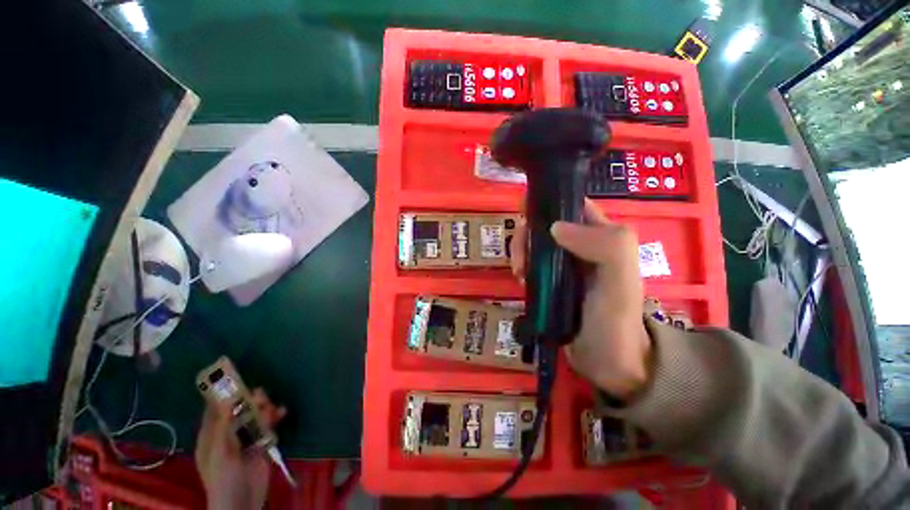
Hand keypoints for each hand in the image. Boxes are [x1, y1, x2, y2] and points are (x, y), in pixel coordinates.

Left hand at [195, 388, 286, 509]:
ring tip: (272, 407)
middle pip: (239, 410)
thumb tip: (225, 400)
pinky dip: (274, 418)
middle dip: (249, 401)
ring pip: (255, 416)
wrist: (242, 501)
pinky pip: (268, 425)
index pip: (215, 410)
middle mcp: (228, 434)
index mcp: (212, 435)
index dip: (222, 395)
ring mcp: (245, 439)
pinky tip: (282, 413)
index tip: (232, 378)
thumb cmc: (223, 477)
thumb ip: (223, 426)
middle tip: (260, 394)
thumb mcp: (219, 452)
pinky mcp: (261, 443)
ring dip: (264, 409)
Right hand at [510, 199, 651, 400]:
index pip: (572, 206)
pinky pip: (530, 264)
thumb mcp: (621, 282)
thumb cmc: (617, 322)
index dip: (549, 204)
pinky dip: (522, 268)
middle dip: (527, 236)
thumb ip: (605, 246)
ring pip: (534, 244)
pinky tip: (521, 281)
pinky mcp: (550, 281)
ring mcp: (563, 265)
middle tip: (520, 260)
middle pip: (545, 225)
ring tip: (520, 275)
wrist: (608, 364)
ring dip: (521, 254)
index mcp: (601, 237)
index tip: (525, 215)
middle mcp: (581, 246)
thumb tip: (554, 227)